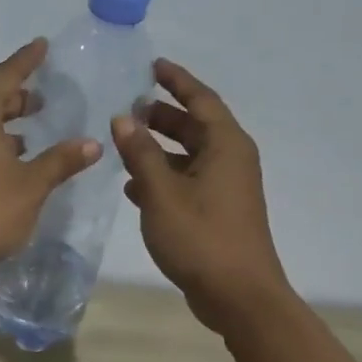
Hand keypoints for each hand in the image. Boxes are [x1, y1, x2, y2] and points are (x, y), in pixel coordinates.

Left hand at [0, 39, 101, 271]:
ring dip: (3, 124)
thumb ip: (60, 161)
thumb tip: (92, 143)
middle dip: (16, 98)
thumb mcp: (32, 185)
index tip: (42, 45)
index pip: (5, 77)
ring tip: (30, 133)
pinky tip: (8, 161)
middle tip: (42, 98)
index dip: (26, 61)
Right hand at [112, 58, 292, 333]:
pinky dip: (163, 177)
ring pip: (189, 155)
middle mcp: (230, 159)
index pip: (201, 99)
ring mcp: (226, 187)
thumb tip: (123, 118)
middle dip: (162, 115)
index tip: (152, 66)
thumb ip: (141, 153)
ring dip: (159, 148)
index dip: (176, 80)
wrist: (238, 295)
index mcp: (226, 145)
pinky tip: (133, 188)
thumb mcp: (162, 193)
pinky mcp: (218, 211)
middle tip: (128, 108)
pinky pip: (188, 181)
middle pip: (195, 126)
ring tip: (124, 144)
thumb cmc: (201, 237)